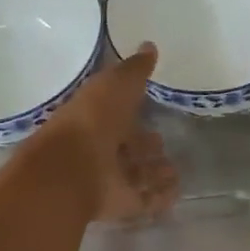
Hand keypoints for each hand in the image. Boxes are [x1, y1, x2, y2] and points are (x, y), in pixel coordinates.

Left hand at [42, 45, 178, 221]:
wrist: (72, 169)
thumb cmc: (93, 120)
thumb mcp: (115, 84)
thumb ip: (134, 69)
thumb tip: (149, 45)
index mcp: (95, 119)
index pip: (118, 116)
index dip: (134, 114)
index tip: (154, 113)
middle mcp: (100, 150)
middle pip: (126, 148)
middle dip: (145, 147)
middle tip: (164, 143)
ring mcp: (109, 180)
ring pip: (135, 175)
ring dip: (154, 172)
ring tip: (174, 169)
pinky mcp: (120, 205)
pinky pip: (145, 200)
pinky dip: (161, 196)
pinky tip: (176, 190)